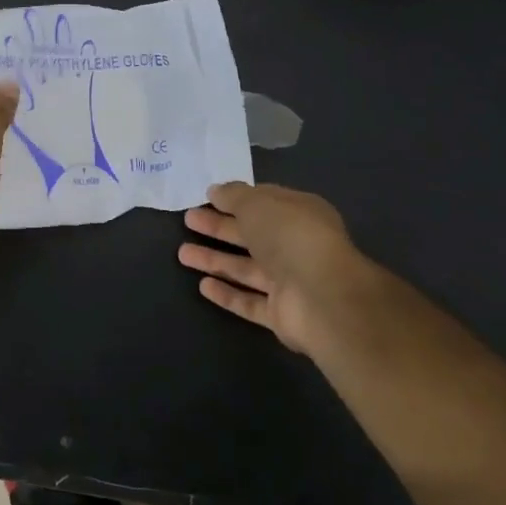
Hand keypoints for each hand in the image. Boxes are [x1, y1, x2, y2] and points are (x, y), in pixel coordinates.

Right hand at [179, 182, 381, 359]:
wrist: (323, 298)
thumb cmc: (291, 236)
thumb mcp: (258, 203)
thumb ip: (234, 196)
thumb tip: (215, 191)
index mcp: (298, 214)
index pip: (264, 203)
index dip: (236, 199)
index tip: (207, 197)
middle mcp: (295, 247)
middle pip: (250, 235)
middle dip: (218, 227)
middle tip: (188, 220)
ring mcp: (289, 282)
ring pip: (246, 268)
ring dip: (215, 260)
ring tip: (182, 253)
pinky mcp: (280, 314)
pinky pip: (249, 301)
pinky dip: (227, 294)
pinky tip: (202, 285)